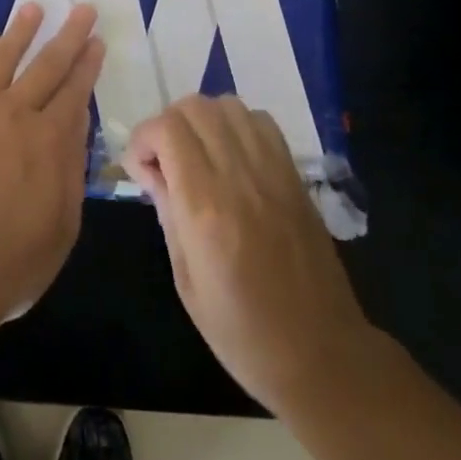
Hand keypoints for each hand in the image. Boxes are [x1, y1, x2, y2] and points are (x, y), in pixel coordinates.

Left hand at [0, 3, 104, 326]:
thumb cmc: (9, 262)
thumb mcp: (62, 227)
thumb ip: (71, 172)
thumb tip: (76, 126)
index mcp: (50, 141)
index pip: (75, 91)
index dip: (88, 64)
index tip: (96, 40)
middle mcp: (16, 115)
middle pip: (46, 65)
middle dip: (68, 35)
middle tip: (82, 9)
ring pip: (2, 58)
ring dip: (20, 32)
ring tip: (33, 8)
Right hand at [124, 94, 379, 415]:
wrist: (321, 354)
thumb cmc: (242, 332)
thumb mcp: (186, 281)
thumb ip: (166, 213)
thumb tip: (149, 170)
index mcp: (206, 207)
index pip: (167, 130)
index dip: (143, 138)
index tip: (139, 168)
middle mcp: (239, 176)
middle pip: (195, 107)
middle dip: (167, 124)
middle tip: (163, 161)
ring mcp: (272, 170)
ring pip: (228, 105)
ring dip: (202, 120)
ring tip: (196, 155)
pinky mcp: (294, 174)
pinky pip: (260, 121)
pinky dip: (236, 125)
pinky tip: (230, 157)